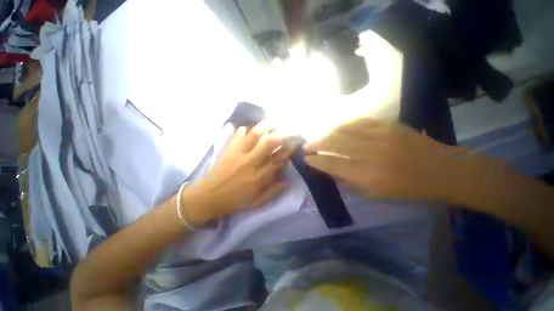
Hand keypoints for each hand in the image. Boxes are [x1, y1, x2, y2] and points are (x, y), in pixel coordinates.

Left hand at [184, 122, 293, 225]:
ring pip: (256, 133)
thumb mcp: (258, 201)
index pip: (280, 158)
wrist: (209, 196)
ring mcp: (239, 153)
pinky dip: (246, 129)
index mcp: (260, 176)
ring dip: (268, 125)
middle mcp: (252, 161)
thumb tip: (288, 179)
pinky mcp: (229, 149)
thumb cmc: (235, 200)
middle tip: (290, 129)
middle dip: (284, 133)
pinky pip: (239, 134)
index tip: (296, 144)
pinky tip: (250, 128)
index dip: (290, 149)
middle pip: (271, 141)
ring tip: (276, 121)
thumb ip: (274, 190)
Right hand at [304, 119, 466, 201]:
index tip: (306, 158)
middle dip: (316, 144)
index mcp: (368, 175)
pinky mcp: (387, 125)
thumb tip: (330, 170)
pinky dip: (343, 126)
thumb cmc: (408, 189)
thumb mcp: (376, 194)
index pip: (333, 164)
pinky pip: (358, 122)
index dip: (316, 160)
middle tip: (306, 146)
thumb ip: (349, 181)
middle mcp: (371, 154)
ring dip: (327, 134)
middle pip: (334, 144)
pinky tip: (337, 129)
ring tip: (319, 138)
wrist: (441, 170)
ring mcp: (380, 136)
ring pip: (343, 130)